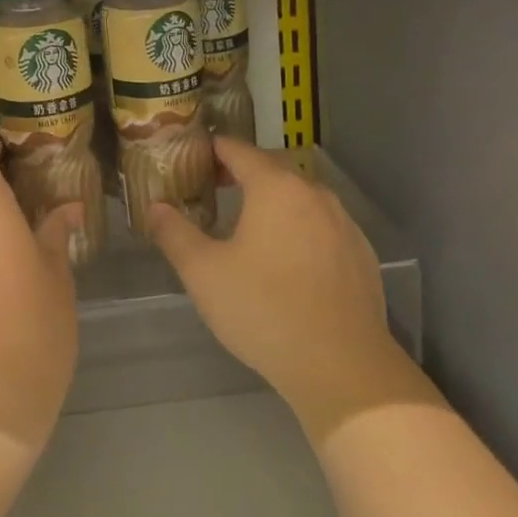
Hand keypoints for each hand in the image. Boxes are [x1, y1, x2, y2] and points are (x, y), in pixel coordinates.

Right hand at [149, 138, 406, 443]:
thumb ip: (174, 233)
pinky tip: (288, 260)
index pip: (238, 150)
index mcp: (275, 187)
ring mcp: (344, 223)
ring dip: (274, 201)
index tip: (193, 158)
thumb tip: (155, 207)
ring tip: (249, 226)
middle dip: (242, 174)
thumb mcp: (203, 273)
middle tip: (213, 190)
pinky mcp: (362, 254)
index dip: (212, 149)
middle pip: (273, 169)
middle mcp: (314, 193)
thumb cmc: (264, 310)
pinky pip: (323, 226)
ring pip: (301, 197)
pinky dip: (301, 228)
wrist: (342, 367)